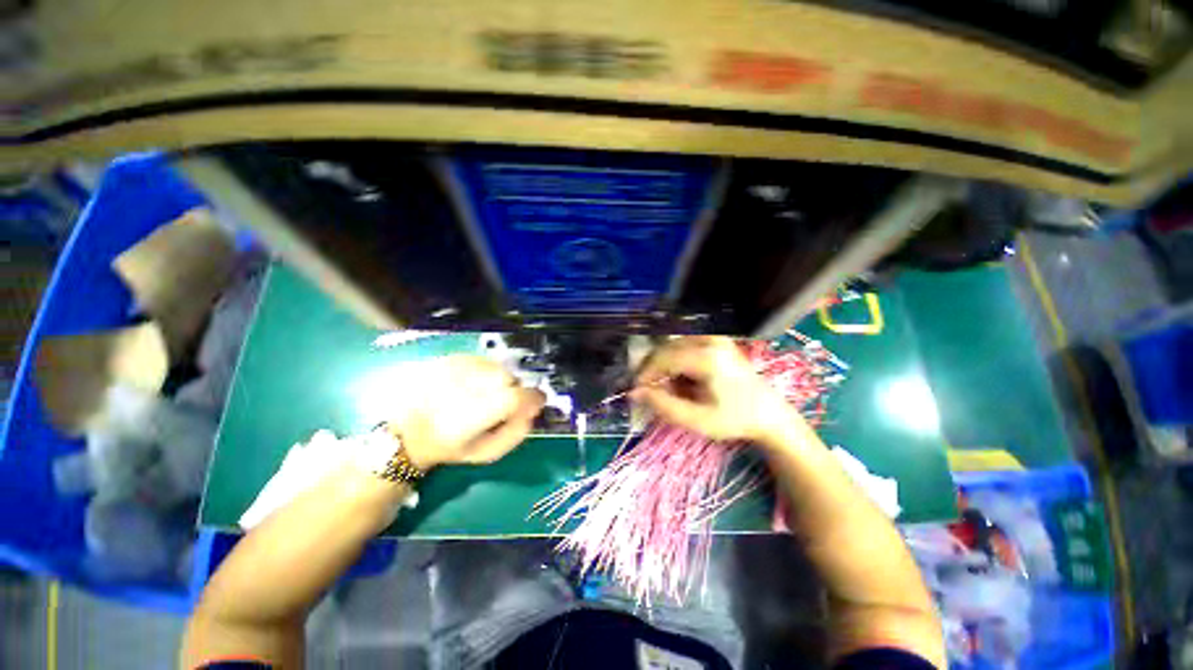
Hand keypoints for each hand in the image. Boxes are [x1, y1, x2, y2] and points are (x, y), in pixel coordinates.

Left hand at [388, 356, 544, 469]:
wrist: (406, 431)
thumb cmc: (449, 447)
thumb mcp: (486, 453)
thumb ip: (517, 432)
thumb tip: (533, 409)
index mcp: (472, 416)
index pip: (516, 396)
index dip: (532, 398)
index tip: (535, 403)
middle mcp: (464, 387)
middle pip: (509, 378)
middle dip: (512, 390)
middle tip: (500, 404)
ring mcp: (454, 369)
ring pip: (498, 367)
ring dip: (499, 380)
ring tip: (483, 394)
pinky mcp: (449, 358)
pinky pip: (484, 360)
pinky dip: (486, 371)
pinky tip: (472, 384)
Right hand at [632, 336, 801, 443]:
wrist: (769, 414)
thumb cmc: (735, 420)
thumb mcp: (697, 420)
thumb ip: (663, 405)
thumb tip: (635, 392)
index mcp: (707, 357)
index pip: (663, 358)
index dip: (645, 374)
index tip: (636, 392)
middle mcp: (710, 340)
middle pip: (666, 348)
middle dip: (654, 370)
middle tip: (650, 392)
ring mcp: (715, 337)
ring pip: (673, 346)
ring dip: (664, 366)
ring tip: (668, 389)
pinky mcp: (717, 340)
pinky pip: (684, 345)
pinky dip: (676, 361)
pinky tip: (681, 379)